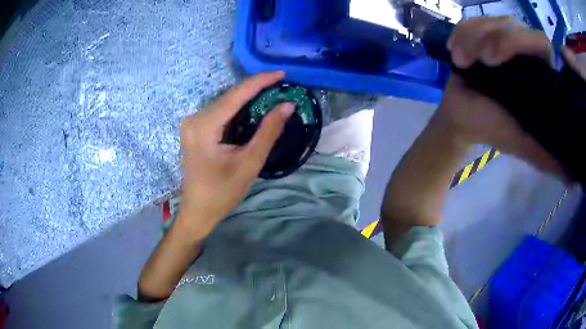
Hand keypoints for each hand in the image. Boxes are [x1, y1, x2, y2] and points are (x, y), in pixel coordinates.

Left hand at [177, 72, 294, 239]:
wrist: (198, 211)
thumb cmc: (222, 193)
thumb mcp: (249, 163)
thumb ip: (268, 131)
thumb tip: (287, 105)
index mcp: (204, 125)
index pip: (235, 95)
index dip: (260, 81)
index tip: (282, 74)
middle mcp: (194, 118)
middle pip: (229, 97)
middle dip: (255, 89)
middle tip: (282, 85)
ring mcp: (191, 123)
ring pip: (224, 103)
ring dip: (248, 98)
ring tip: (272, 94)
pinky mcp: (194, 129)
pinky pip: (219, 112)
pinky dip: (238, 109)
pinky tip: (254, 108)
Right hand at [438, 16, 573, 180]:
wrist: (461, 117)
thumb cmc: (491, 128)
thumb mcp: (522, 143)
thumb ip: (546, 155)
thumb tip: (572, 180)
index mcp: (541, 76)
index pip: (541, 44)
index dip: (522, 42)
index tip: (494, 59)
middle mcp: (526, 52)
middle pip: (514, 25)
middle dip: (492, 38)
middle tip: (476, 61)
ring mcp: (503, 38)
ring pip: (491, 20)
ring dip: (472, 38)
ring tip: (461, 61)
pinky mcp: (483, 33)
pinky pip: (472, 20)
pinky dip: (460, 33)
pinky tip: (456, 52)